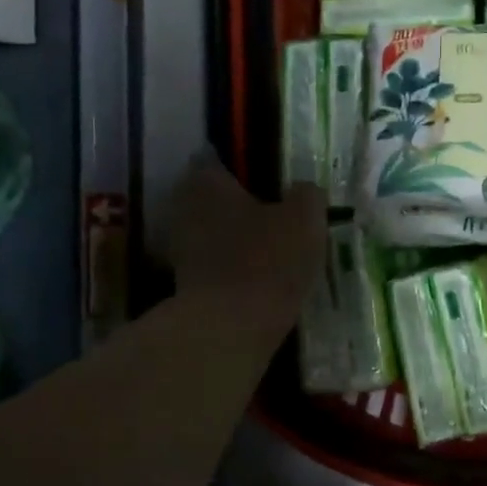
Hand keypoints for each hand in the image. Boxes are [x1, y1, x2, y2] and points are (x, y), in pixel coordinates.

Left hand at [166, 152, 325, 327]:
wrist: (229, 327)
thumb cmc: (267, 260)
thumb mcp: (304, 218)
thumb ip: (307, 194)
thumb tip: (304, 189)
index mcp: (206, 181)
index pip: (216, 158)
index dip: (242, 164)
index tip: (268, 178)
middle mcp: (183, 207)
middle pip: (213, 197)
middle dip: (239, 204)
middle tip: (276, 213)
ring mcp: (179, 248)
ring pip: (213, 231)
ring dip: (236, 237)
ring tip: (273, 248)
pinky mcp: (184, 283)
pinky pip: (213, 263)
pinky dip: (232, 266)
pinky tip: (259, 276)